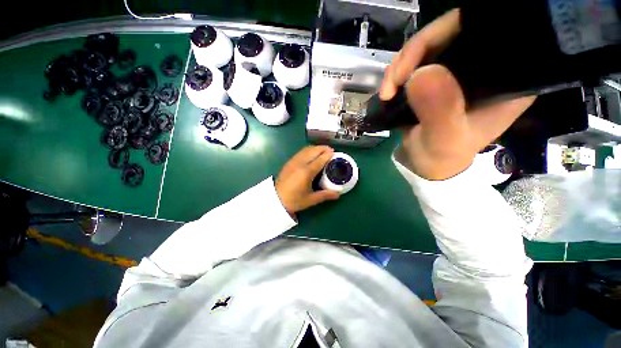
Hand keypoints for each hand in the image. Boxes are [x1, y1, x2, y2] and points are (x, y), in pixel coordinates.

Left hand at [275, 146, 339, 214]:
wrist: (275, 200)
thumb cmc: (294, 200)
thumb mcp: (311, 200)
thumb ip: (325, 195)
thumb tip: (338, 194)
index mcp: (306, 172)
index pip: (320, 160)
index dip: (328, 155)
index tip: (335, 153)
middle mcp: (300, 163)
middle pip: (313, 151)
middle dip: (323, 148)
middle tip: (331, 150)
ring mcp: (293, 161)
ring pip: (306, 149)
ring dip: (316, 148)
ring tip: (323, 150)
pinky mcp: (289, 162)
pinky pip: (301, 152)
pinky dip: (308, 150)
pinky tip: (311, 154)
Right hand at [380, 9, 535, 180]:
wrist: (428, 163)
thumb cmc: (442, 156)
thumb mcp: (444, 139)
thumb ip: (439, 111)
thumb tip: (420, 74)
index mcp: (505, 78)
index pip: (484, 31)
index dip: (446, 34)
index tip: (412, 65)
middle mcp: (486, 67)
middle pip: (452, 32)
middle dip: (415, 52)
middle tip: (393, 80)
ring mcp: (460, 69)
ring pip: (430, 44)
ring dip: (402, 64)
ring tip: (388, 90)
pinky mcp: (440, 76)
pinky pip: (417, 60)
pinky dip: (399, 71)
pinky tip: (391, 87)